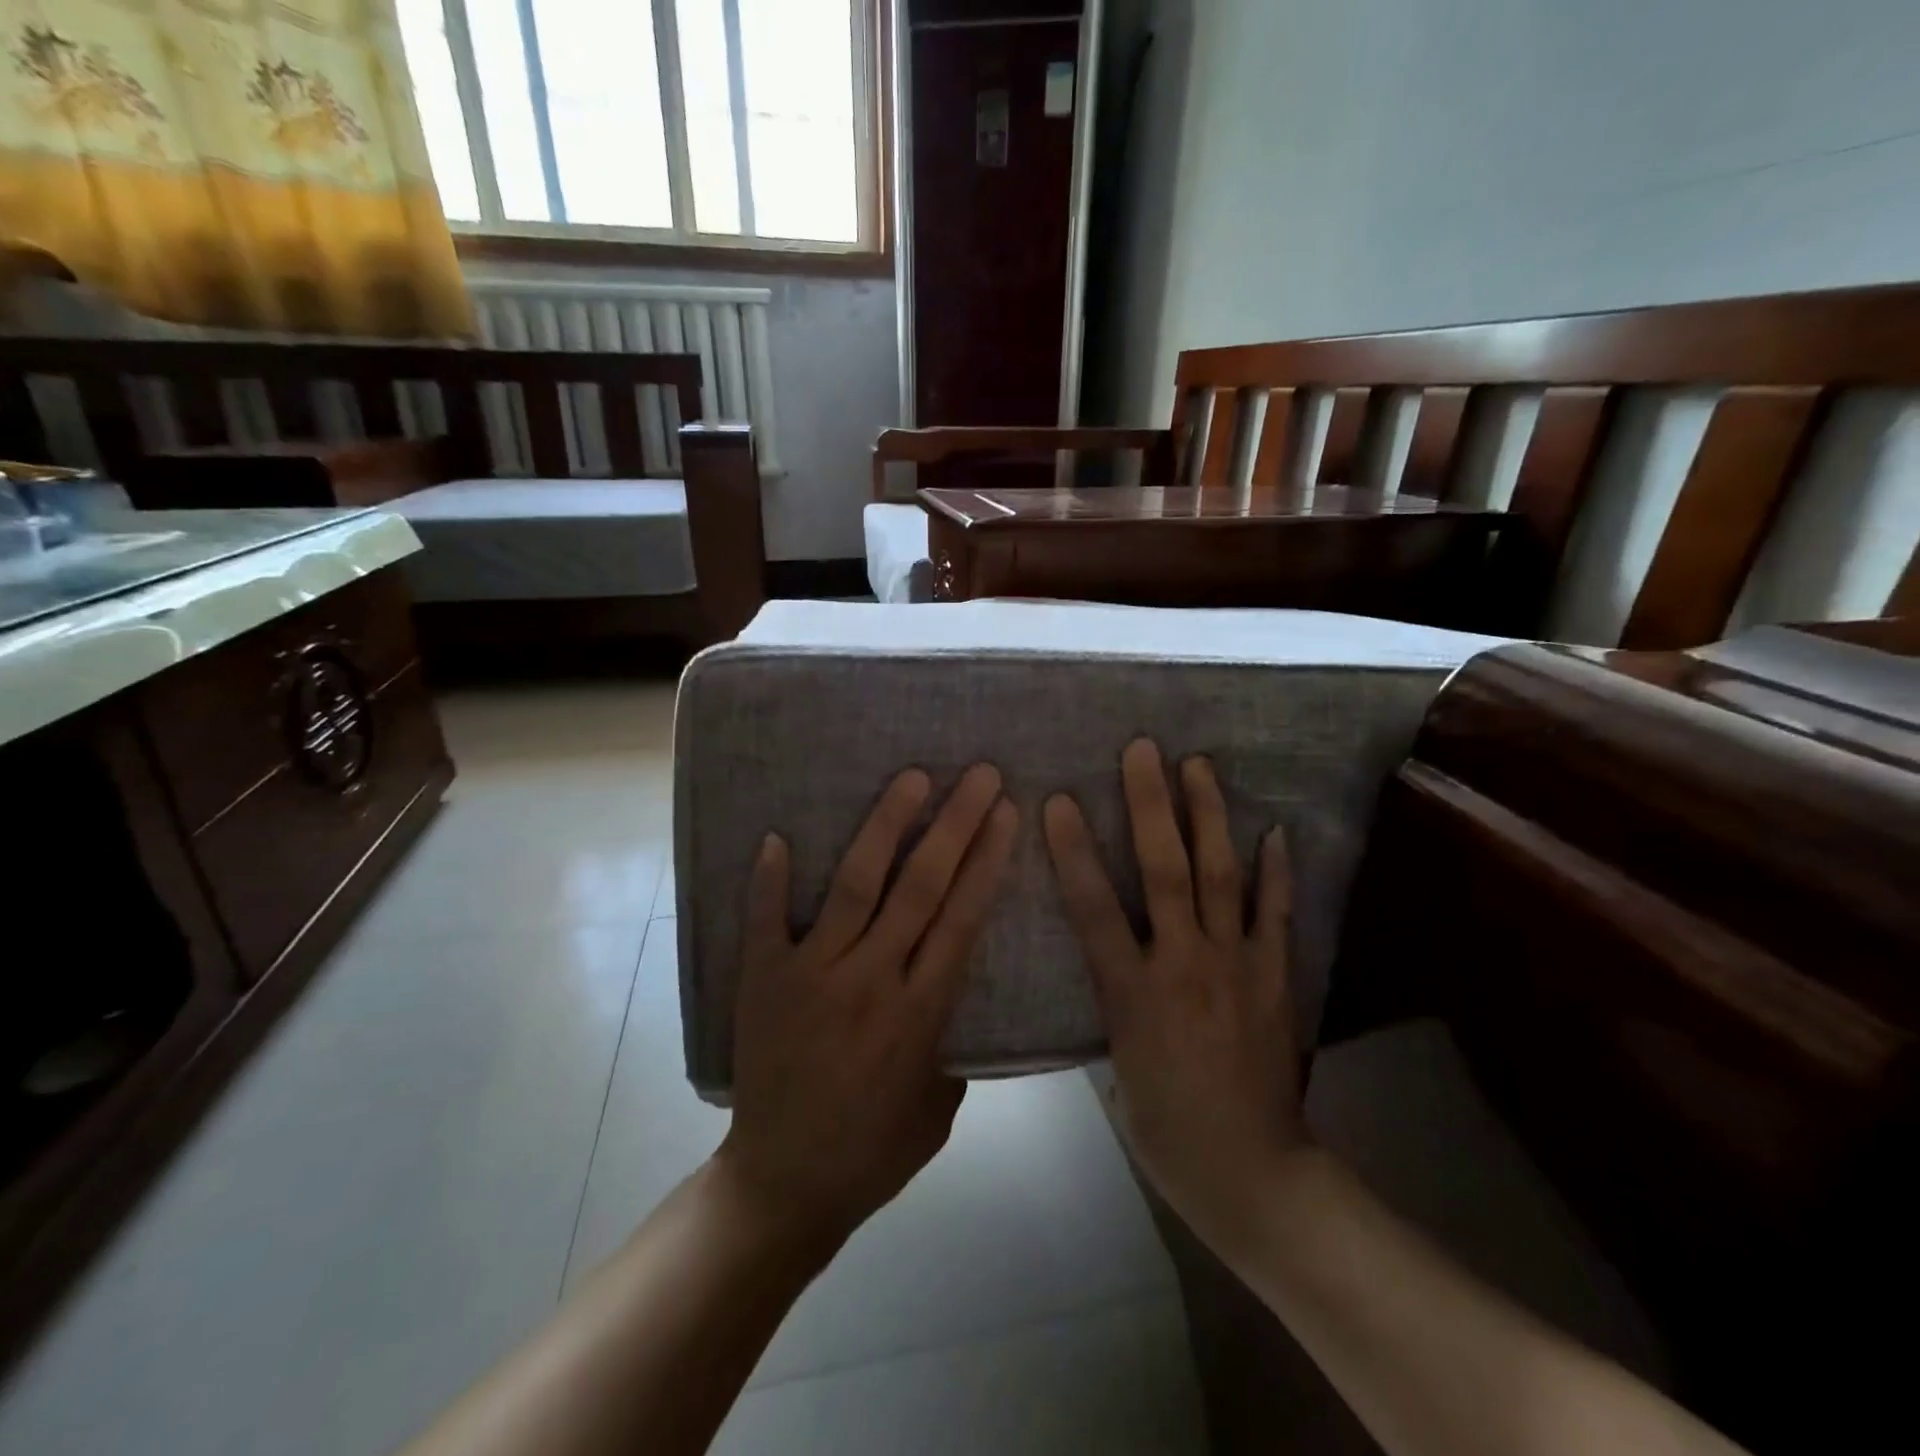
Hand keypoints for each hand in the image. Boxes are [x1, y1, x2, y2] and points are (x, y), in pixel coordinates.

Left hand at [718, 764, 1017, 1251]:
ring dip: (886, 827)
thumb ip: (953, 1042)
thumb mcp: (940, 1106)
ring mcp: (812, 975)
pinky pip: (766, 919)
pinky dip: (770, 879)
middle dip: (955, 824)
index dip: (986, 860)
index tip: (1005, 812)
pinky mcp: (764, 980)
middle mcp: (870, 979)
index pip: (961, 917)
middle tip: (978, 774)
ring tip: (911, 779)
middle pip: (921, 887)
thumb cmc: (873, 1152)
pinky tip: (777, 835)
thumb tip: (953, 986)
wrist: (783, 1186)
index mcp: (920, 1012)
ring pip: (856, 886)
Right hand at [1043, 739, 1305, 1252]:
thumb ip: (1112, 999)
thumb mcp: (1115, 1063)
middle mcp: (1183, 964)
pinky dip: (1275, 871)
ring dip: (1208, 817)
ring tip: (1199, 766)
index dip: (1075, 851)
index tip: (1061, 800)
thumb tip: (1107, 955)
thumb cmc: (1165, 1127)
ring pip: (1220, 877)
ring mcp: (1236, 965)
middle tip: (1143, 750)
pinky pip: (1276, 915)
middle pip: (1164, 872)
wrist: (1251, 1173)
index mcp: (1132, 992)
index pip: (1094, 908)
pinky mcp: (1275, 977)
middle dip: (1150, 806)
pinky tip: (1274, 830)